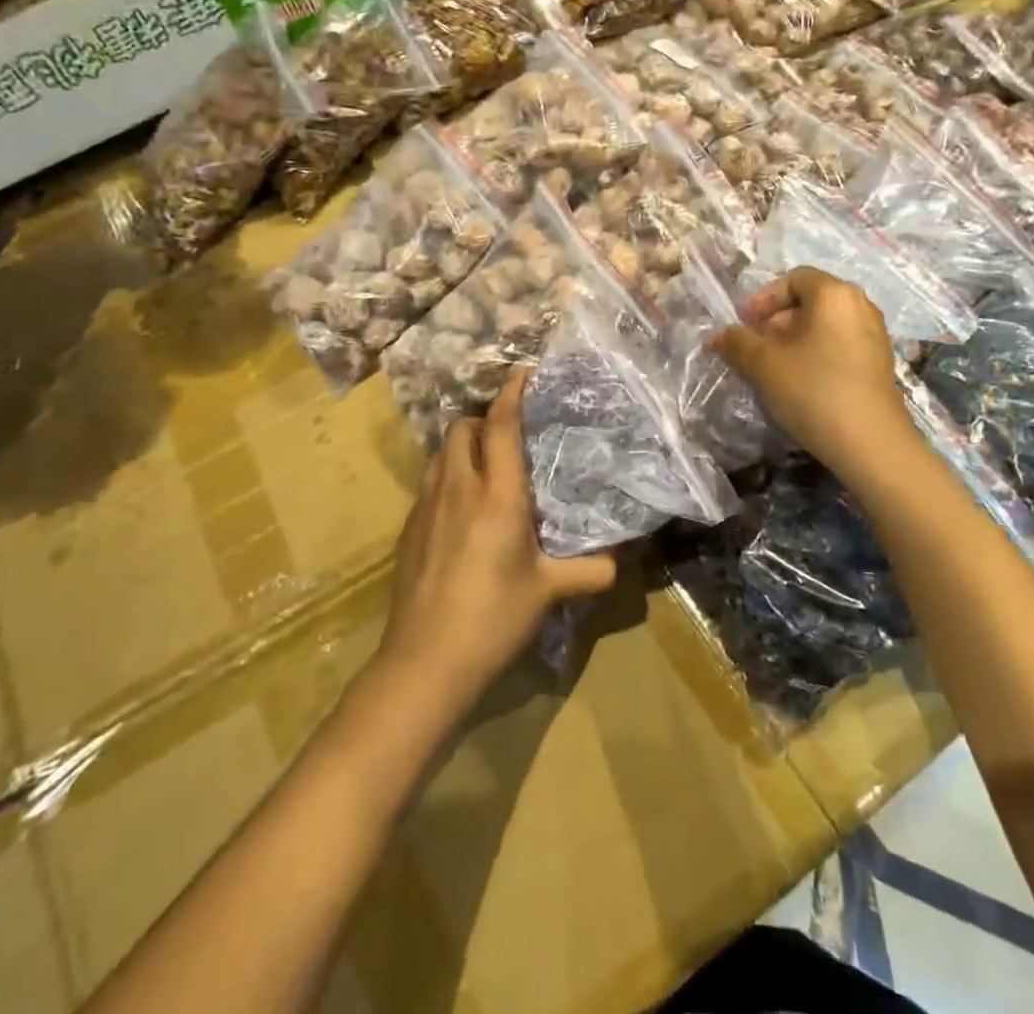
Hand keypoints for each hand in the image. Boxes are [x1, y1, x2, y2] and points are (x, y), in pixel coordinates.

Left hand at [379, 371, 617, 710]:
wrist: (424, 662)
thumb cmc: (493, 619)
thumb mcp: (548, 592)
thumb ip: (591, 570)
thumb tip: (624, 558)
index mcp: (497, 495)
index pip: (501, 426)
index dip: (512, 393)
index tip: (523, 372)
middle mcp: (458, 487)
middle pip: (463, 428)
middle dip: (485, 420)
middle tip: (511, 436)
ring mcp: (426, 506)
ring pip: (442, 452)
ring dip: (465, 446)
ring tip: (488, 466)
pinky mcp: (409, 528)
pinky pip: (431, 481)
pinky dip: (449, 476)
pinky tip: (463, 509)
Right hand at [712, 266, 913, 477]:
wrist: (871, 444)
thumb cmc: (813, 390)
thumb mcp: (763, 364)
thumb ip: (736, 343)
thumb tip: (716, 336)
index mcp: (835, 294)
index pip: (793, 278)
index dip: (763, 298)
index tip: (744, 324)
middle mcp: (860, 306)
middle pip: (809, 302)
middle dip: (775, 322)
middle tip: (753, 349)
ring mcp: (875, 335)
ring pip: (823, 327)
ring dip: (793, 341)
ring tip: (772, 369)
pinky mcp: (879, 364)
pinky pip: (839, 346)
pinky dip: (815, 355)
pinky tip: (799, 384)